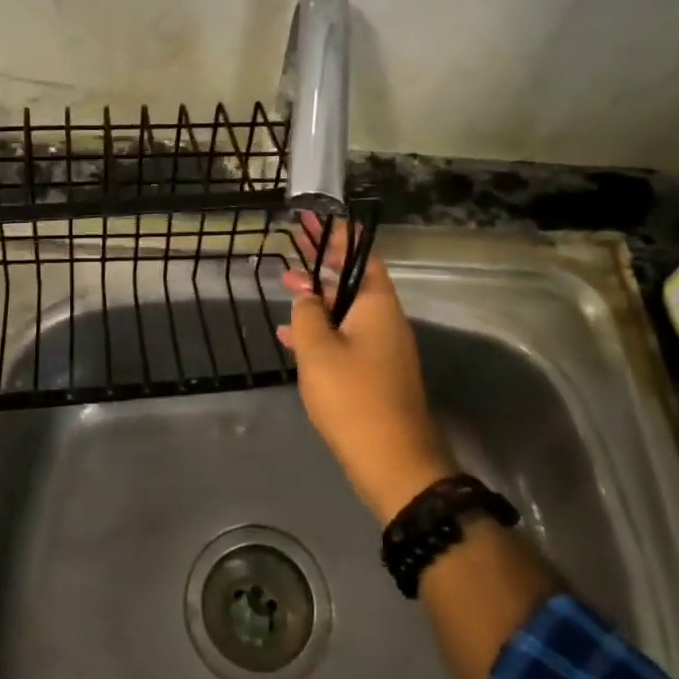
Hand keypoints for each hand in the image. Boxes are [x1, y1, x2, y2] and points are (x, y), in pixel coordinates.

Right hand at [278, 219, 455, 522]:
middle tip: (296, 239)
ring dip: (318, 294)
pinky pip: (346, 336)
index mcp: (377, 305)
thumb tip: (307, 295)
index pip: (359, 255)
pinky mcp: (375, 372)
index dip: (337, 234)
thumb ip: (307, 313)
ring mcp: (382, 347)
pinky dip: (321, 330)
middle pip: (353, 277)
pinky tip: (290, 337)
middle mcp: (385, 319)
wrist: (393, 462)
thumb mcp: (318, 350)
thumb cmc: (354, 398)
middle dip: (324, 259)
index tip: (315, 216)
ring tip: (285, 283)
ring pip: (346, 308)